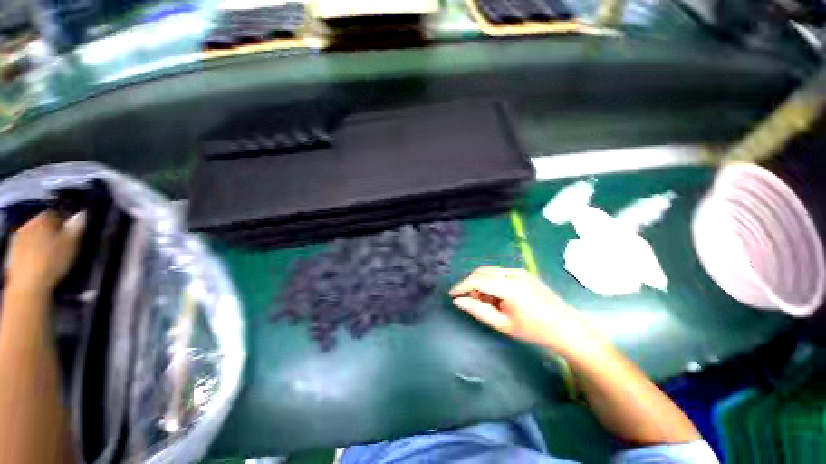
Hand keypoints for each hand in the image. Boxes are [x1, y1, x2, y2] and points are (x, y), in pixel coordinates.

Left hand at [7, 211, 84, 295]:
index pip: (57, 213)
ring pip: (33, 235)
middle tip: (62, 244)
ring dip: (41, 241)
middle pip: (42, 224)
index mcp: (43, 219)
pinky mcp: (12, 252)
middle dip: (52, 231)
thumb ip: (76, 227)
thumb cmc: (53, 261)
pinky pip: (25, 246)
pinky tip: (38, 261)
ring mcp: (17, 238)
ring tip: (50, 254)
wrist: (28, 285)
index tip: (73, 233)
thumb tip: (81, 215)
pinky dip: (32, 251)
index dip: (66, 221)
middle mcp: (28, 224)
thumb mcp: (72, 244)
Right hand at [450, 267, 594, 354]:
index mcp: (509, 287)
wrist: (566, 327)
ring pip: (489, 271)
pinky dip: (491, 281)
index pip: (476, 280)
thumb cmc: (534, 330)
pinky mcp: (523, 272)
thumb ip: (478, 310)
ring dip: (480, 283)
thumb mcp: (502, 325)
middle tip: (470, 301)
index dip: (461, 286)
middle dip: (470, 284)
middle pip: (481, 272)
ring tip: (486, 302)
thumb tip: (458, 301)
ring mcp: (519, 270)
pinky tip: (497, 296)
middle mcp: (513, 273)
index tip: (452, 295)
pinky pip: (499, 272)